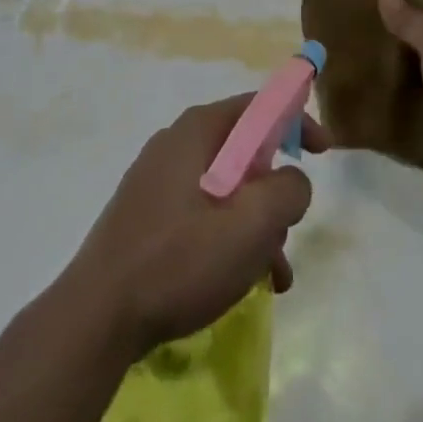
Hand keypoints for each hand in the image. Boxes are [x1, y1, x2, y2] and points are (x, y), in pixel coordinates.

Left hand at [64, 95, 325, 358]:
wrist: (98, 315)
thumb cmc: (179, 261)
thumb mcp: (251, 225)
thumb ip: (287, 191)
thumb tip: (291, 179)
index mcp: (196, 132)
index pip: (258, 107)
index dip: (296, 122)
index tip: (324, 153)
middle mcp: (174, 145)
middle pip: (243, 151)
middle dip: (274, 191)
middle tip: (288, 231)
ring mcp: (156, 180)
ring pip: (226, 189)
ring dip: (256, 225)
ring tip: (272, 275)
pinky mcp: (146, 215)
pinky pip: (202, 213)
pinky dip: (228, 238)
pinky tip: (241, 283)